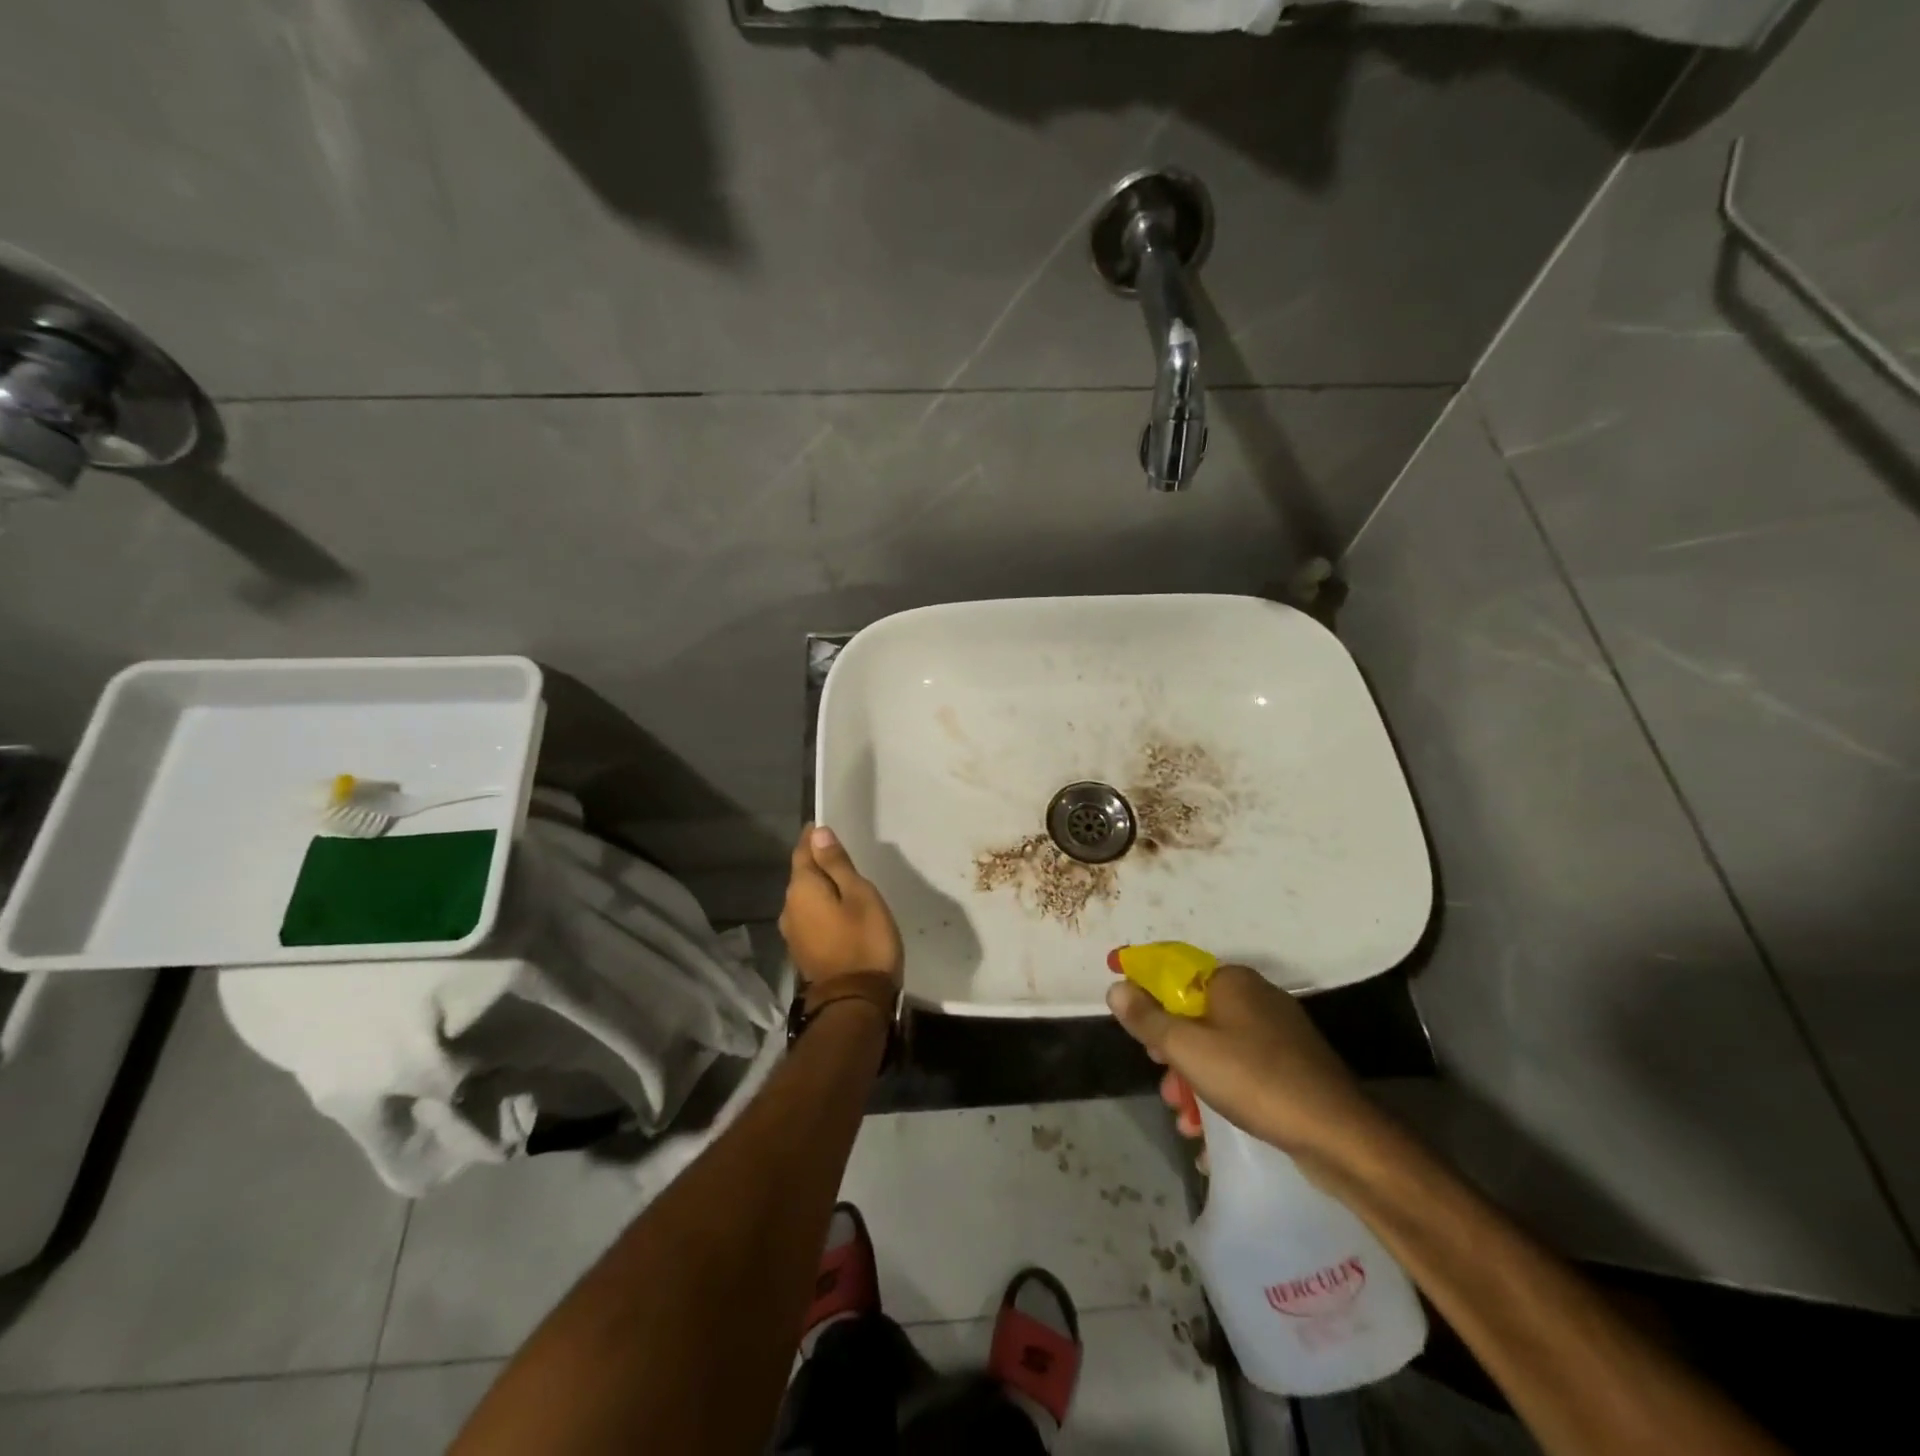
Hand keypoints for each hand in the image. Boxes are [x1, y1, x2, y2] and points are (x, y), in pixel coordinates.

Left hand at [779, 824, 904, 988]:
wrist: (855, 1001)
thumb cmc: (864, 940)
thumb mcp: (859, 894)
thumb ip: (837, 864)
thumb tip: (818, 833)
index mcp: (801, 889)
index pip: (803, 851)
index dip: (813, 838)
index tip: (824, 826)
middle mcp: (788, 908)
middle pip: (802, 875)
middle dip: (817, 863)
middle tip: (840, 853)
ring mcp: (793, 933)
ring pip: (805, 899)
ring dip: (820, 888)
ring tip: (843, 883)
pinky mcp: (802, 951)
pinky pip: (810, 918)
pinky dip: (822, 909)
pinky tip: (838, 912)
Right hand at [1107, 964, 1383, 1171]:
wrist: (1340, 1135)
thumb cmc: (1255, 1080)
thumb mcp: (1188, 1049)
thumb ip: (1148, 1018)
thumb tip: (1116, 986)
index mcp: (1231, 981)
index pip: (1174, 971)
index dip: (1145, 992)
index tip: (1128, 1021)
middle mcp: (1254, 997)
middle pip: (1193, 1013)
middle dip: (1171, 1050)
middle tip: (1164, 1082)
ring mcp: (1277, 1032)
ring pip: (1216, 1046)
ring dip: (1193, 1079)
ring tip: (1186, 1119)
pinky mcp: (1292, 1065)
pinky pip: (1241, 1068)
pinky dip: (1221, 1090)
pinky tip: (1210, 1129)